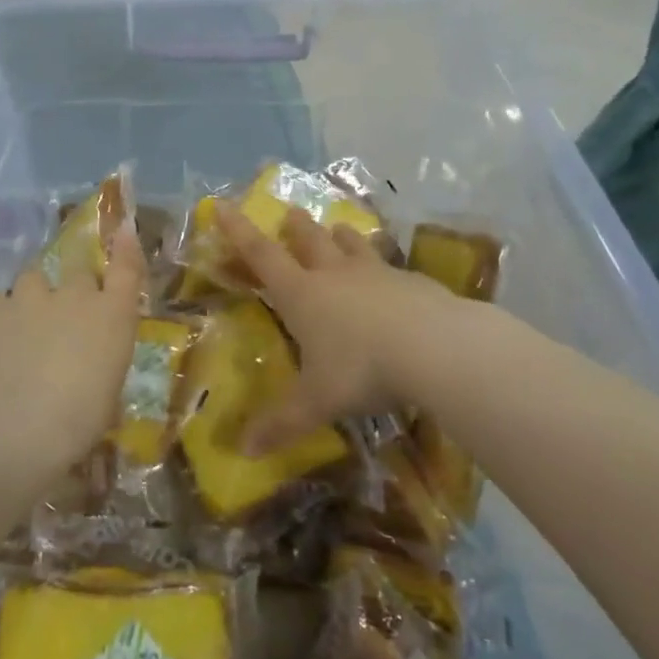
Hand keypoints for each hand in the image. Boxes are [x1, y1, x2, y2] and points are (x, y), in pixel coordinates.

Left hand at [0, 223, 146, 477]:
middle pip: (77, 268)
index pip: (127, 268)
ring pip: (32, 277)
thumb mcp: (106, 400)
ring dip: (32, 295)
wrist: (15, 426)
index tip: (122, 230)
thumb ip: (101, 369)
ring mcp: (30, 297)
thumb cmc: (78, 422)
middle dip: (73, 285)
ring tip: (23, 323)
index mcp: (113, 316)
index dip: (125, 247)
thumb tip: (92, 372)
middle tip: (65, 314)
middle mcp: (75, 295)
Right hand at [217, 203, 463, 454]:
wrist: (436, 348)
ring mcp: (377, 274)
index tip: (222, 205)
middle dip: (296, 227)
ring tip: (339, 228)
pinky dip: (384, 267)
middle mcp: (335, 275)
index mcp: (302, 294)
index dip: (238, 231)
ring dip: (342, 237)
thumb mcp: (317, 402)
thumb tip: (244, 453)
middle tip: (290, 213)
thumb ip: (282, 423)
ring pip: (353, 246)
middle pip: (311, 241)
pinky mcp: (413, 282)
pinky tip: (394, 278)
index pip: (261, 255)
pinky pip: (392, 267)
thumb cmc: (362, 369)